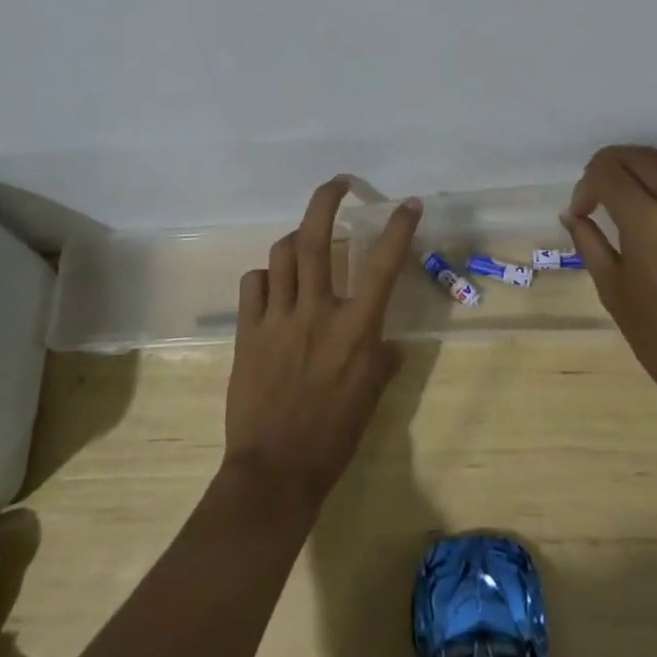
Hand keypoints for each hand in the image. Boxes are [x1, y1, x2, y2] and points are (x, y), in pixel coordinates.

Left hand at [223, 178, 422, 514]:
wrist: (275, 471)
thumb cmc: (333, 437)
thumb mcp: (371, 397)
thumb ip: (382, 359)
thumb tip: (389, 341)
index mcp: (355, 329)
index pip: (382, 265)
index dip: (398, 228)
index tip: (408, 203)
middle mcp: (317, 312)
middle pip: (317, 239)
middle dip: (327, 200)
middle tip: (338, 184)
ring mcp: (277, 318)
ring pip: (282, 253)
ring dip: (296, 240)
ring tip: (305, 245)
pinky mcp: (248, 330)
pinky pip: (254, 283)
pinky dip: (266, 276)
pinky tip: (273, 287)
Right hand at [562, 146, 656, 435]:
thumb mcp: (614, 293)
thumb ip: (591, 244)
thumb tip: (574, 215)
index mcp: (649, 221)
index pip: (608, 171)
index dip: (587, 185)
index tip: (583, 211)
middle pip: (641, 156)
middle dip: (611, 168)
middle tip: (601, 194)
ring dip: (651, 162)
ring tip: (638, 186)